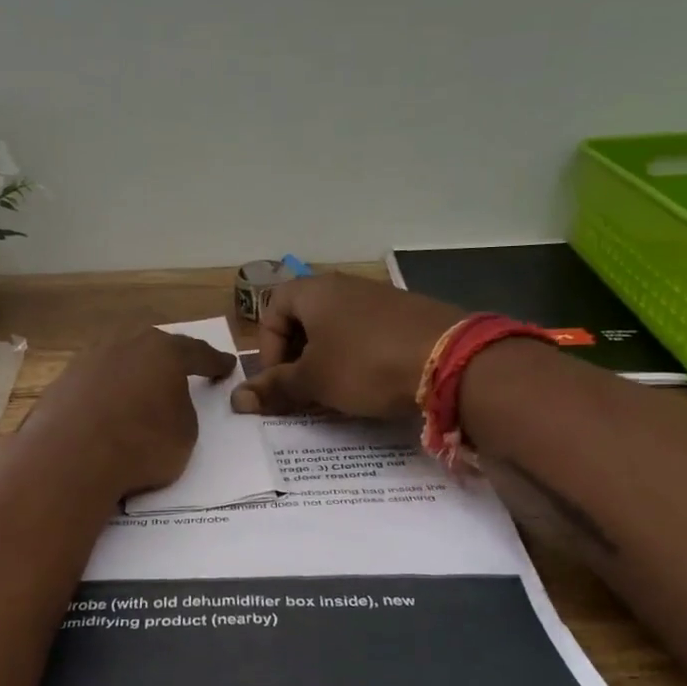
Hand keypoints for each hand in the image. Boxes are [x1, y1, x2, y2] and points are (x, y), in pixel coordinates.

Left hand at [24, 327, 235, 498]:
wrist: (72, 457)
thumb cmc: (141, 444)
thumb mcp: (185, 433)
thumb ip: (182, 410)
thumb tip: (166, 405)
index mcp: (164, 351)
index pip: (197, 352)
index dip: (214, 361)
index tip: (226, 365)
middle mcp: (126, 344)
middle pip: (153, 346)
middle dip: (167, 358)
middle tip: (178, 371)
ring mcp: (89, 358)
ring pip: (119, 358)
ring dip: (132, 372)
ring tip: (139, 391)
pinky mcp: (63, 380)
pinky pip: (95, 381)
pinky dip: (106, 392)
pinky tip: (107, 409)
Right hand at [230, 274, 464, 418]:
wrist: (449, 360)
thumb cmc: (364, 364)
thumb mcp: (314, 380)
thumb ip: (275, 388)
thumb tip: (236, 400)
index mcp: (314, 291)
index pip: (272, 309)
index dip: (267, 347)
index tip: (279, 379)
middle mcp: (344, 285)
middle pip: (305, 317)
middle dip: (297, 356)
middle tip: (303, 389)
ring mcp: (379, 297)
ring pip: (338, 327)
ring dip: (327, 358)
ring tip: (335, 391)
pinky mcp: (407, 314)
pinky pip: (368, 333)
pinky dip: (358, 356)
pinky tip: (370, 383)